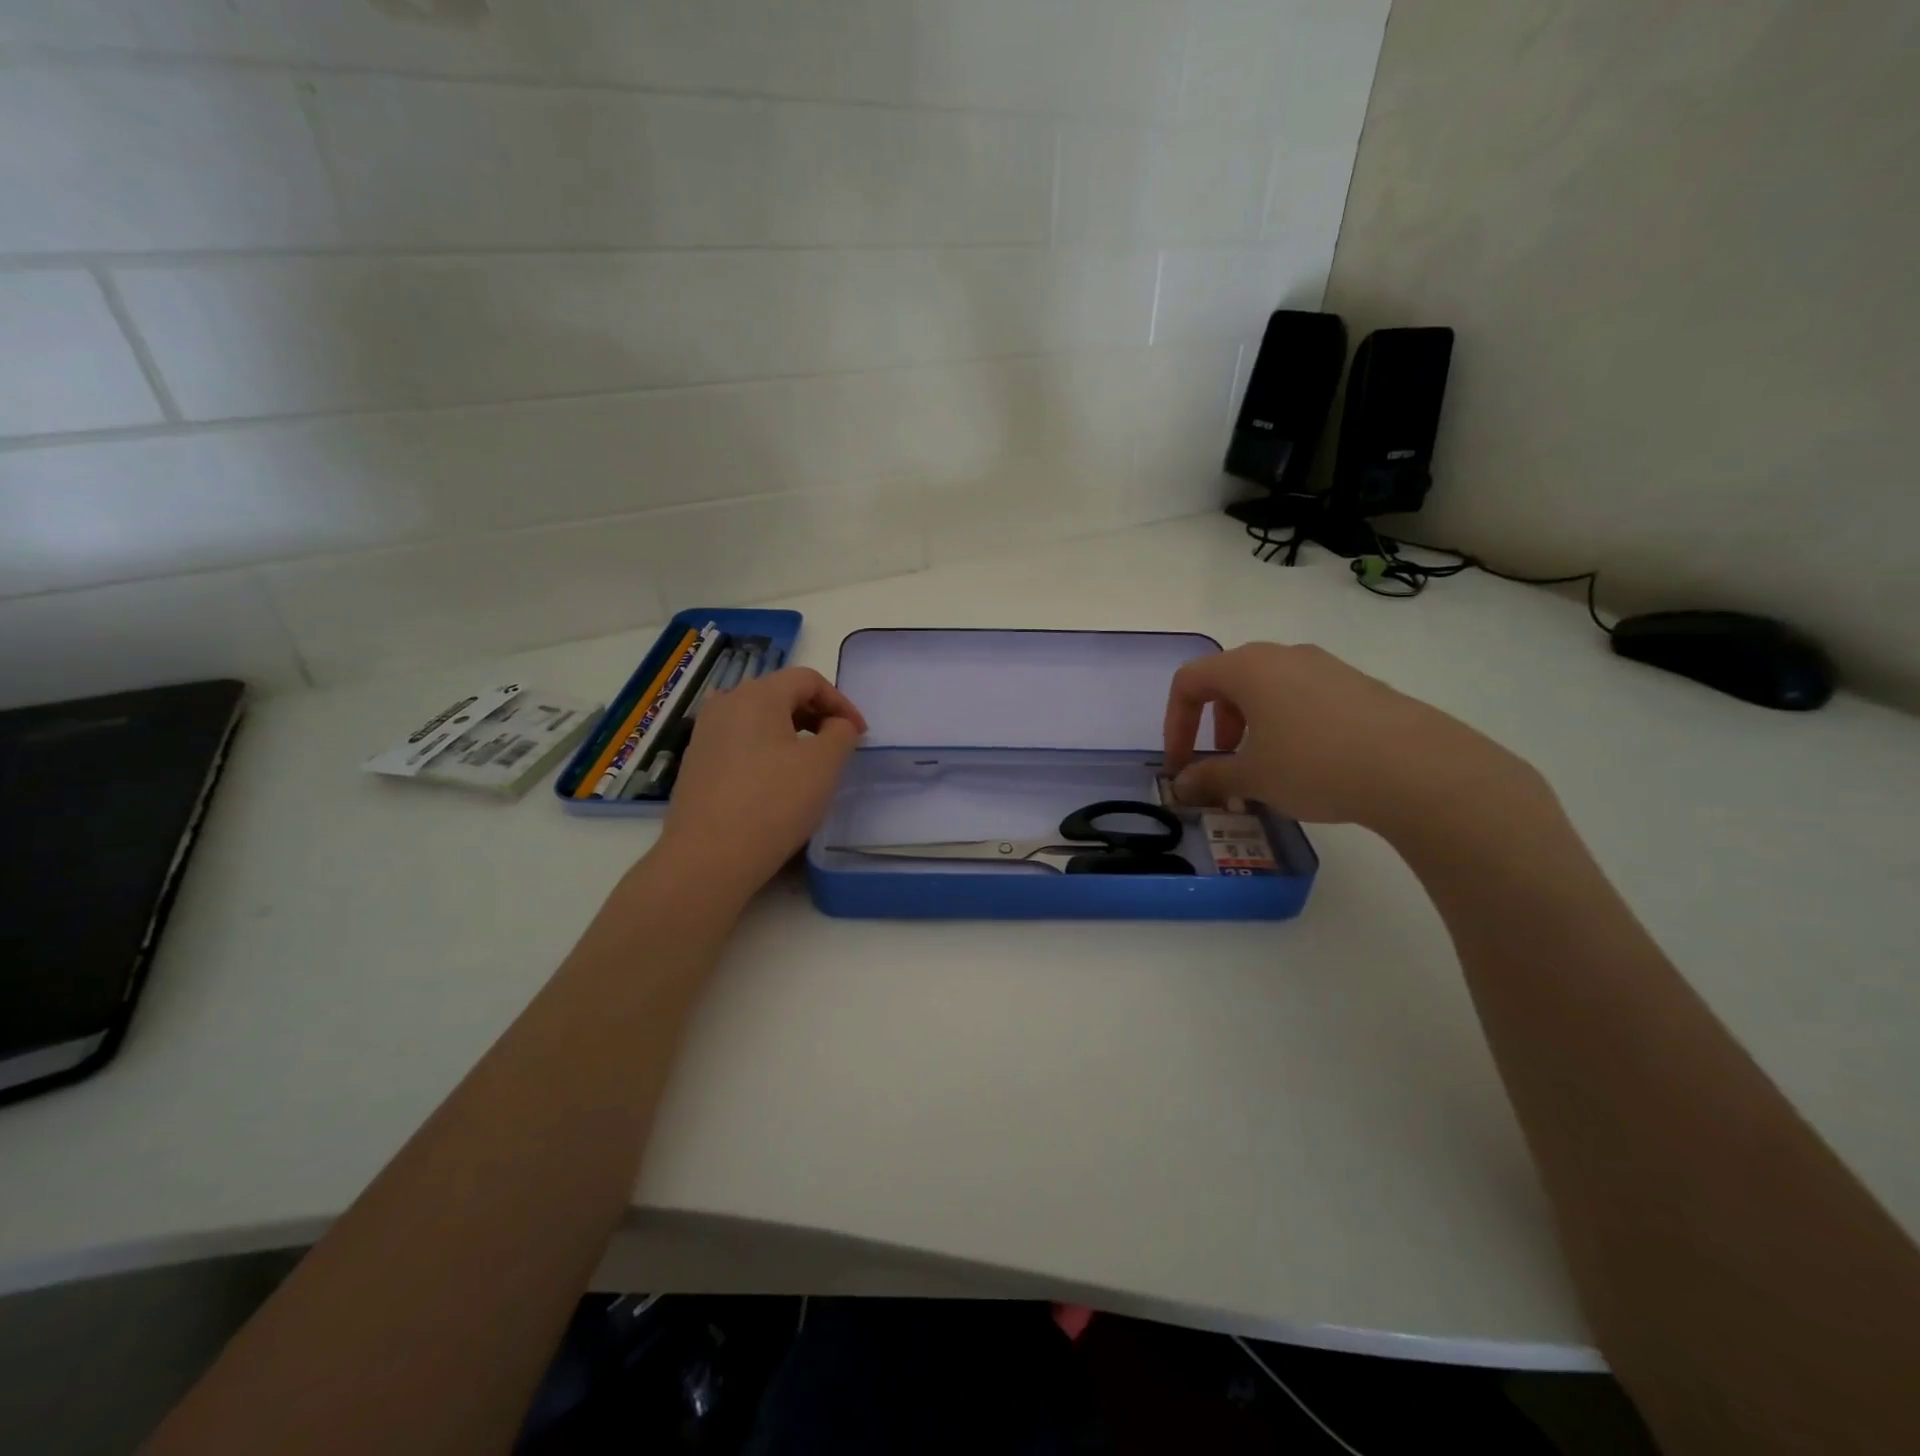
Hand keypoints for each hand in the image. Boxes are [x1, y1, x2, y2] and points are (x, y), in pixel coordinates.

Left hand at [657, 667, 866, 894]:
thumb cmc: (774, 803)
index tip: (859, 733)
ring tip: (810, 763)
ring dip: (791, 732)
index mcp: (757, 695)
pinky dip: (766, 749)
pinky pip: (740, 741)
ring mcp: (705, 733)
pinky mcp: (696, 762)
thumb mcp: (824, 764)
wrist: (708, 857)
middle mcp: (725, 703)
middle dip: (816, 714)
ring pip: (759, 719)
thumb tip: (837, 725)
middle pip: (780, 694)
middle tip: (839, 745)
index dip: (840, 702)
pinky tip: (776, 781)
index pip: (808, 679)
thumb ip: (841, 733)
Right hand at [1163, 643, 1548, 836]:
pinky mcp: (1358, 684)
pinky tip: (1308, 761)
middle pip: (1228, 679)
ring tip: (1264, 764)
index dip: (1175, 723)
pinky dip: (1287, 722)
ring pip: (1268, 687)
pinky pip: (1304, 695)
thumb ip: (1210, 778)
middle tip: (1222, 759)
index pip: (1189, 681)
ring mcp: (1325, 666)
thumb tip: (1181, 787)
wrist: (1416, 767)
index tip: (1181, 764)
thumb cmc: (1314, 764)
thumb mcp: (1253, 777)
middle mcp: (1283, 656)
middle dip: (1213, 722)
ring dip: (1250, 723)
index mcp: (1248, 668)